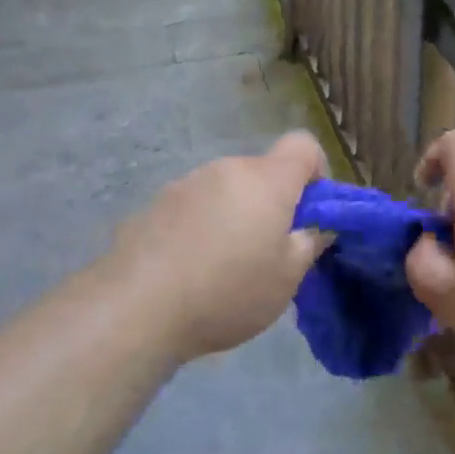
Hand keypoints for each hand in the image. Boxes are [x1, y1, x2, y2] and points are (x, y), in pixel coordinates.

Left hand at [96, 131, 330, 361]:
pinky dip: (200, 228)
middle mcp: (226, 169)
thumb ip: (309, 244)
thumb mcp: (286, 279)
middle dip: (272, 203)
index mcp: (266, 180)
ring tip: (223, 267)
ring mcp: (186, 184)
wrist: (137, 308)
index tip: (310, 209)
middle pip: (262, 172)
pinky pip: (192, 208)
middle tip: (268, 251)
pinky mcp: (154, 205)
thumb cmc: (228, 291)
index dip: (315, 170)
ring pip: (225, 190)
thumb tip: (317, 226)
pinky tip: (188, 269)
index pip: (303, 145)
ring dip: (234, 215)